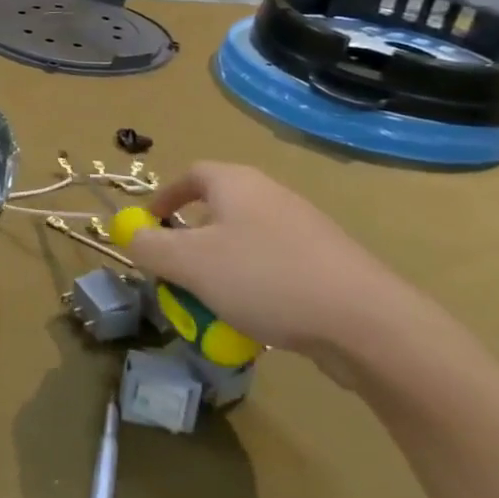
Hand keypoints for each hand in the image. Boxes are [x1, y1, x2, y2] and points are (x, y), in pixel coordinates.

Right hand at [127, 162, 441, 385]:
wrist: (367, 322)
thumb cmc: (265, 278)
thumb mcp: (189, 263)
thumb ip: (149, 247)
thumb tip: (131, 236)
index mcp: (236, 184)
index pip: (191, 174)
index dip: (164, 197)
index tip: (149, 226)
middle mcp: (271, 196)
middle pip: (217, 211)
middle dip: (190, 243)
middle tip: (176, 273)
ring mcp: (305, 230)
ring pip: (244, 244)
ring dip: (220, 270)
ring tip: (211, 305)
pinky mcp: (328, 265)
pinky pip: (274, 269)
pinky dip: (254, 288)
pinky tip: (255, 322)